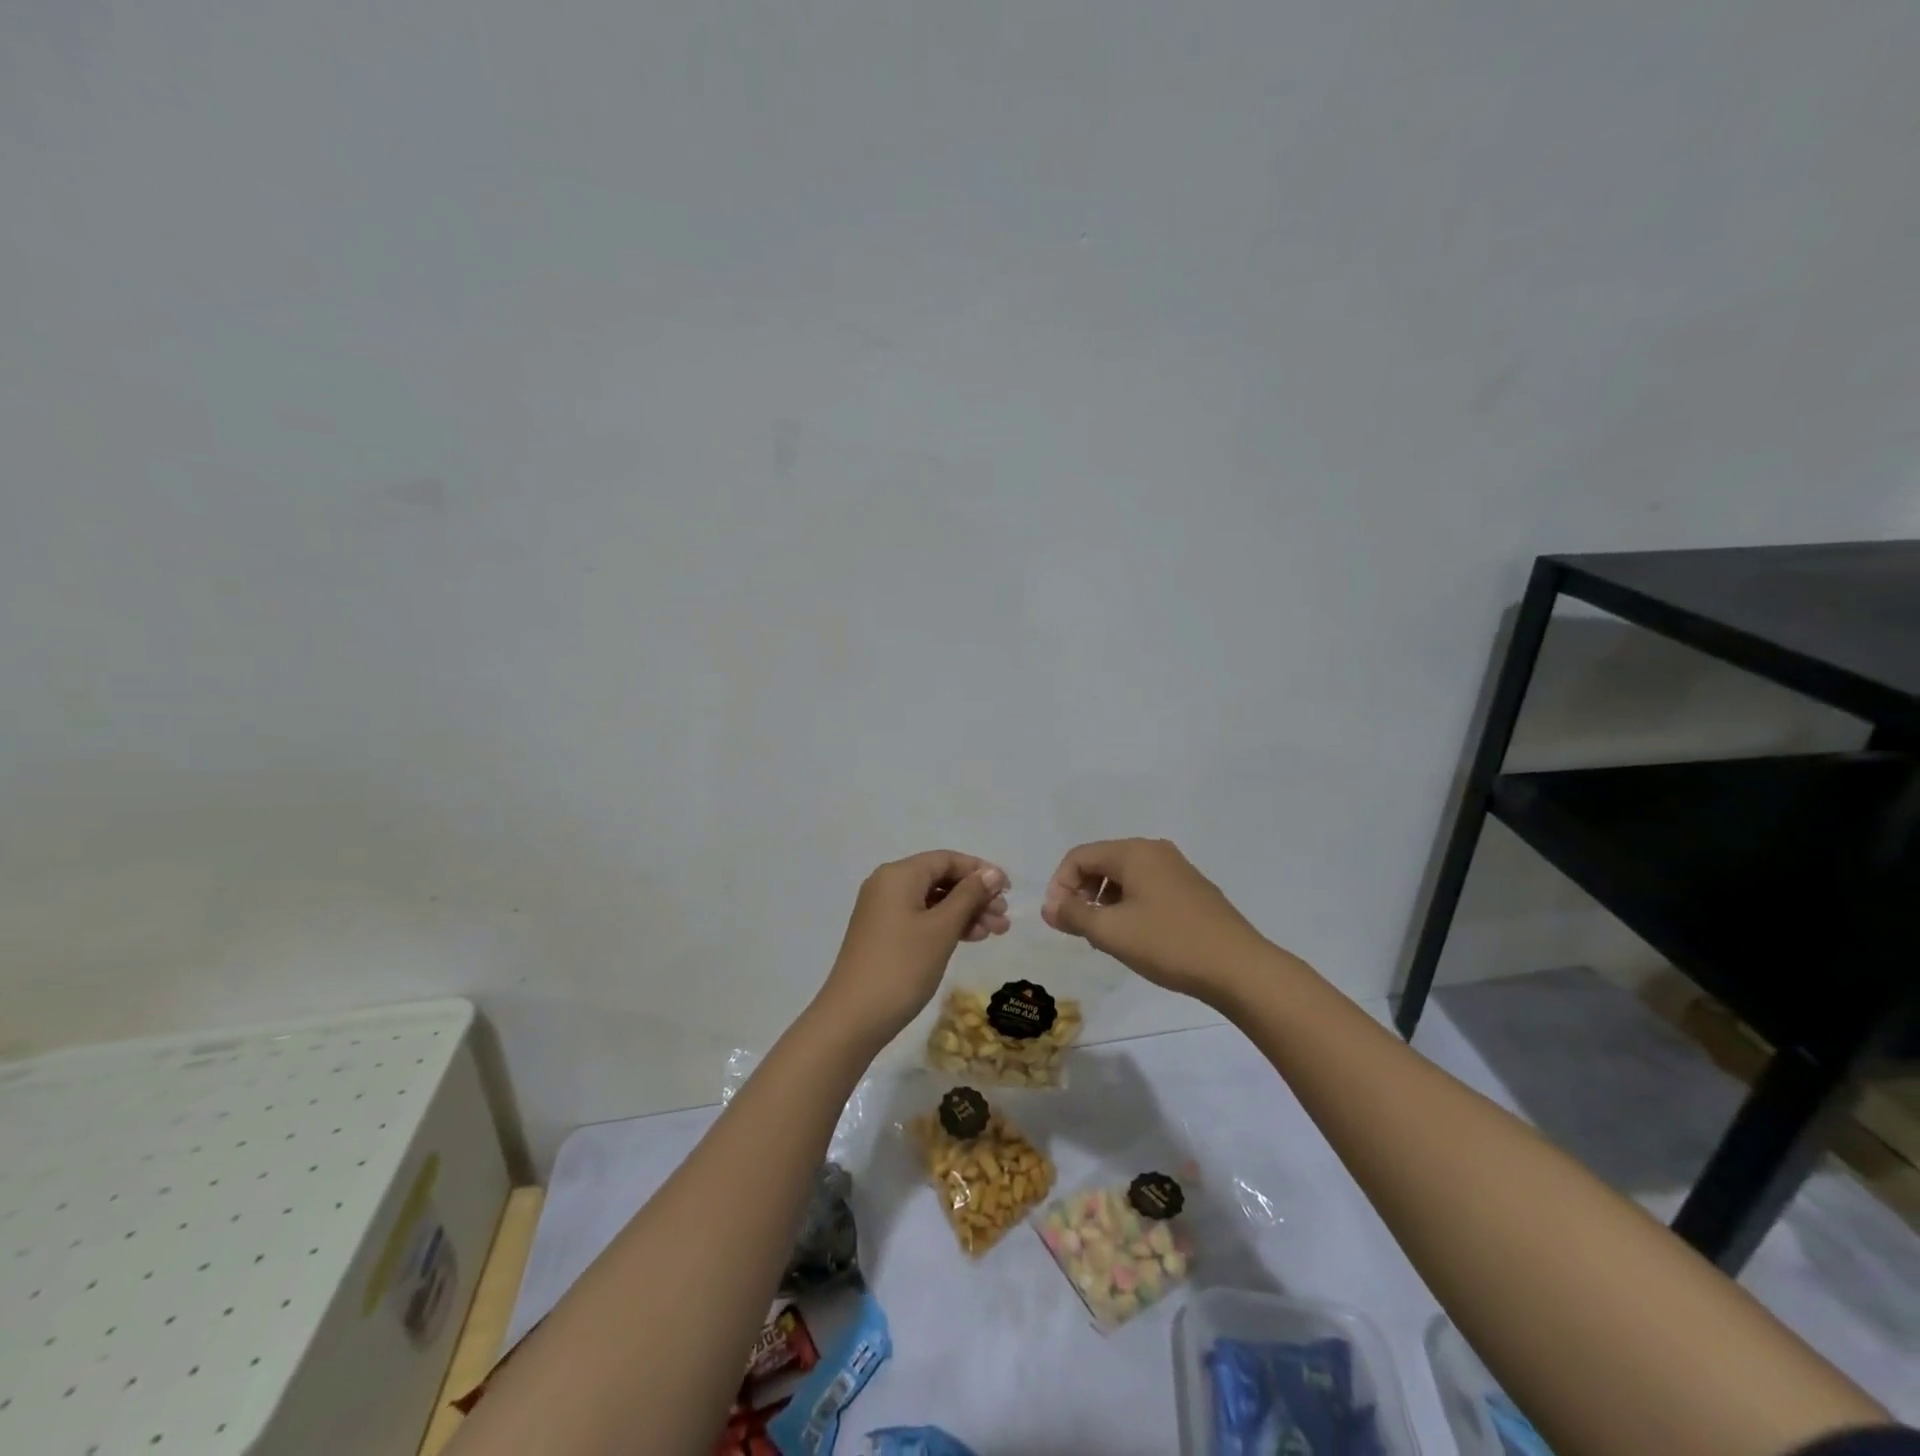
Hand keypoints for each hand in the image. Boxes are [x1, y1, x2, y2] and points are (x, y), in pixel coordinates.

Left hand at [814, 850, 1009, 1048]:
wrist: (853, 1017)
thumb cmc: (902, 966)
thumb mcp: (942, 929)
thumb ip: (969, 896)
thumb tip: (992, 872)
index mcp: (899, 875)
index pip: (946, 859)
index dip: (979, 870)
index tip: (1008, 890)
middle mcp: (888, 885)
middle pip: (940, 879)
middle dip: (975, 895)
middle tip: (1004, 918)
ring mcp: (883, 910)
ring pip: (933, 901)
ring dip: (965, 913)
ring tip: (996, 932)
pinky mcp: (883, 934)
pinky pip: (921, 918)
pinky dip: (946, 925)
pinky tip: (970, 938)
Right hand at [1040, 838, 1269, 1003]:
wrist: (1239, 968)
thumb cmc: (1168, 944)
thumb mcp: (1111, 931)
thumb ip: (1073, 914)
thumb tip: (1049, 906)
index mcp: (1134, 852)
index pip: (1079, 856)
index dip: (1059, 885)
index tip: (1057, 919)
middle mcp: (1155, 851)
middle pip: (1102, 862)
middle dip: (1081, 892)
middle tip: (1077, 928)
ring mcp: (1178, 869)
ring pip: (1125, 876)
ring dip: (1104, 901)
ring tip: (1104, 936)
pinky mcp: (1192, 890)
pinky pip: (1147, 888)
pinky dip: (1129, 905)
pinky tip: (1135, 936)